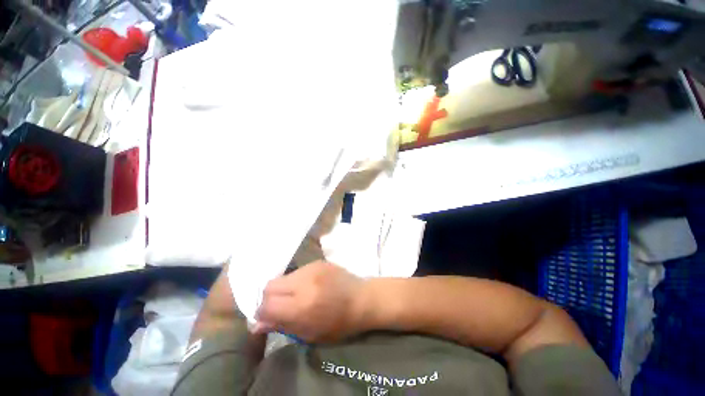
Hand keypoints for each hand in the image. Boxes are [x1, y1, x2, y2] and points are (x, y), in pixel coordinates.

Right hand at [253, 260, 367, 342]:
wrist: (362, 298)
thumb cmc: (339, 323)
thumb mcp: (311, 334)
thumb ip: (283, 326)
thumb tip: (257, 324)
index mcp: (303, 305)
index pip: (267, 305)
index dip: (262, 313)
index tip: (268, 318)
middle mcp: (304, 282)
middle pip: (270, 286)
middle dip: (269, 298)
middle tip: (280, 307)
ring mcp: (312, 268)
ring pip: (282, 277)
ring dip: (283, 288)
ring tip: (296, 296)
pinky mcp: (317, 261)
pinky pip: (296, 271)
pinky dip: (295, 281)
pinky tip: (307, 287)